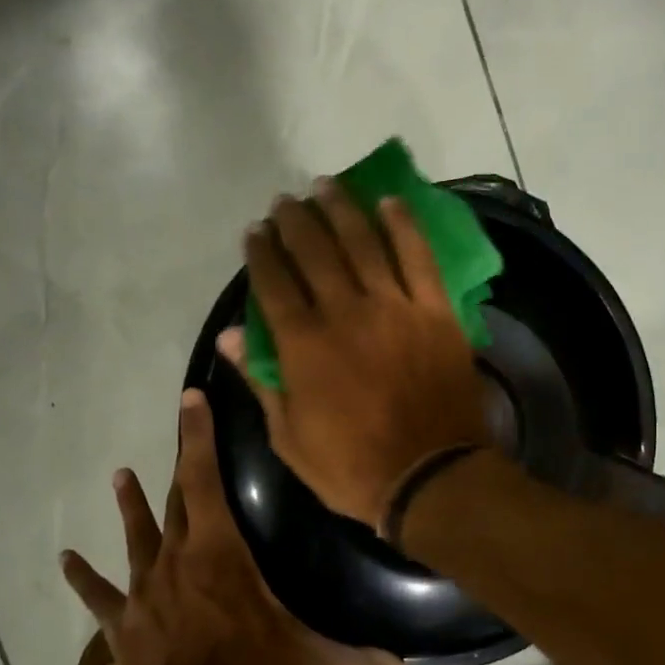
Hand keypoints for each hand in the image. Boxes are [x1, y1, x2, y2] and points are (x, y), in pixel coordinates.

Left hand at [60, 389, 407, 664]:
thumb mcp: (310, 663)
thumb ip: (358, 661)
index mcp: (220, 552)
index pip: (205, 480)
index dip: (198, 437)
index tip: (190, 399)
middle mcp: (177, 558)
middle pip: (176, 501)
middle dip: (179, 464)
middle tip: (177, 430)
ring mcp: (145, 589)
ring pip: (137, 536)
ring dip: (130, 506)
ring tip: (120, 476)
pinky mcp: (122, 623)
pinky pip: (98, 595)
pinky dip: (82, 577)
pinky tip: (65, 560)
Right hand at [218, 180, 489, 529]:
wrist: (431, 477)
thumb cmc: (352, 468)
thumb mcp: (290, 438)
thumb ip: (261, 382)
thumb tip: (230, 337)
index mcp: (304, 345)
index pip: (274, 283)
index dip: (261, 252)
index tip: (254, 233)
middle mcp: (345, 312)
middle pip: (314, 251)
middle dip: (294, 221)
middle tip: (285, 203)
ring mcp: (394, 306)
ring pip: (362, 242)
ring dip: (340, 209)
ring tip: (325, 187)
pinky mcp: (435, 311)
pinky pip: (418, 256)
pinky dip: (403, 225)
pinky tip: (389, 203)